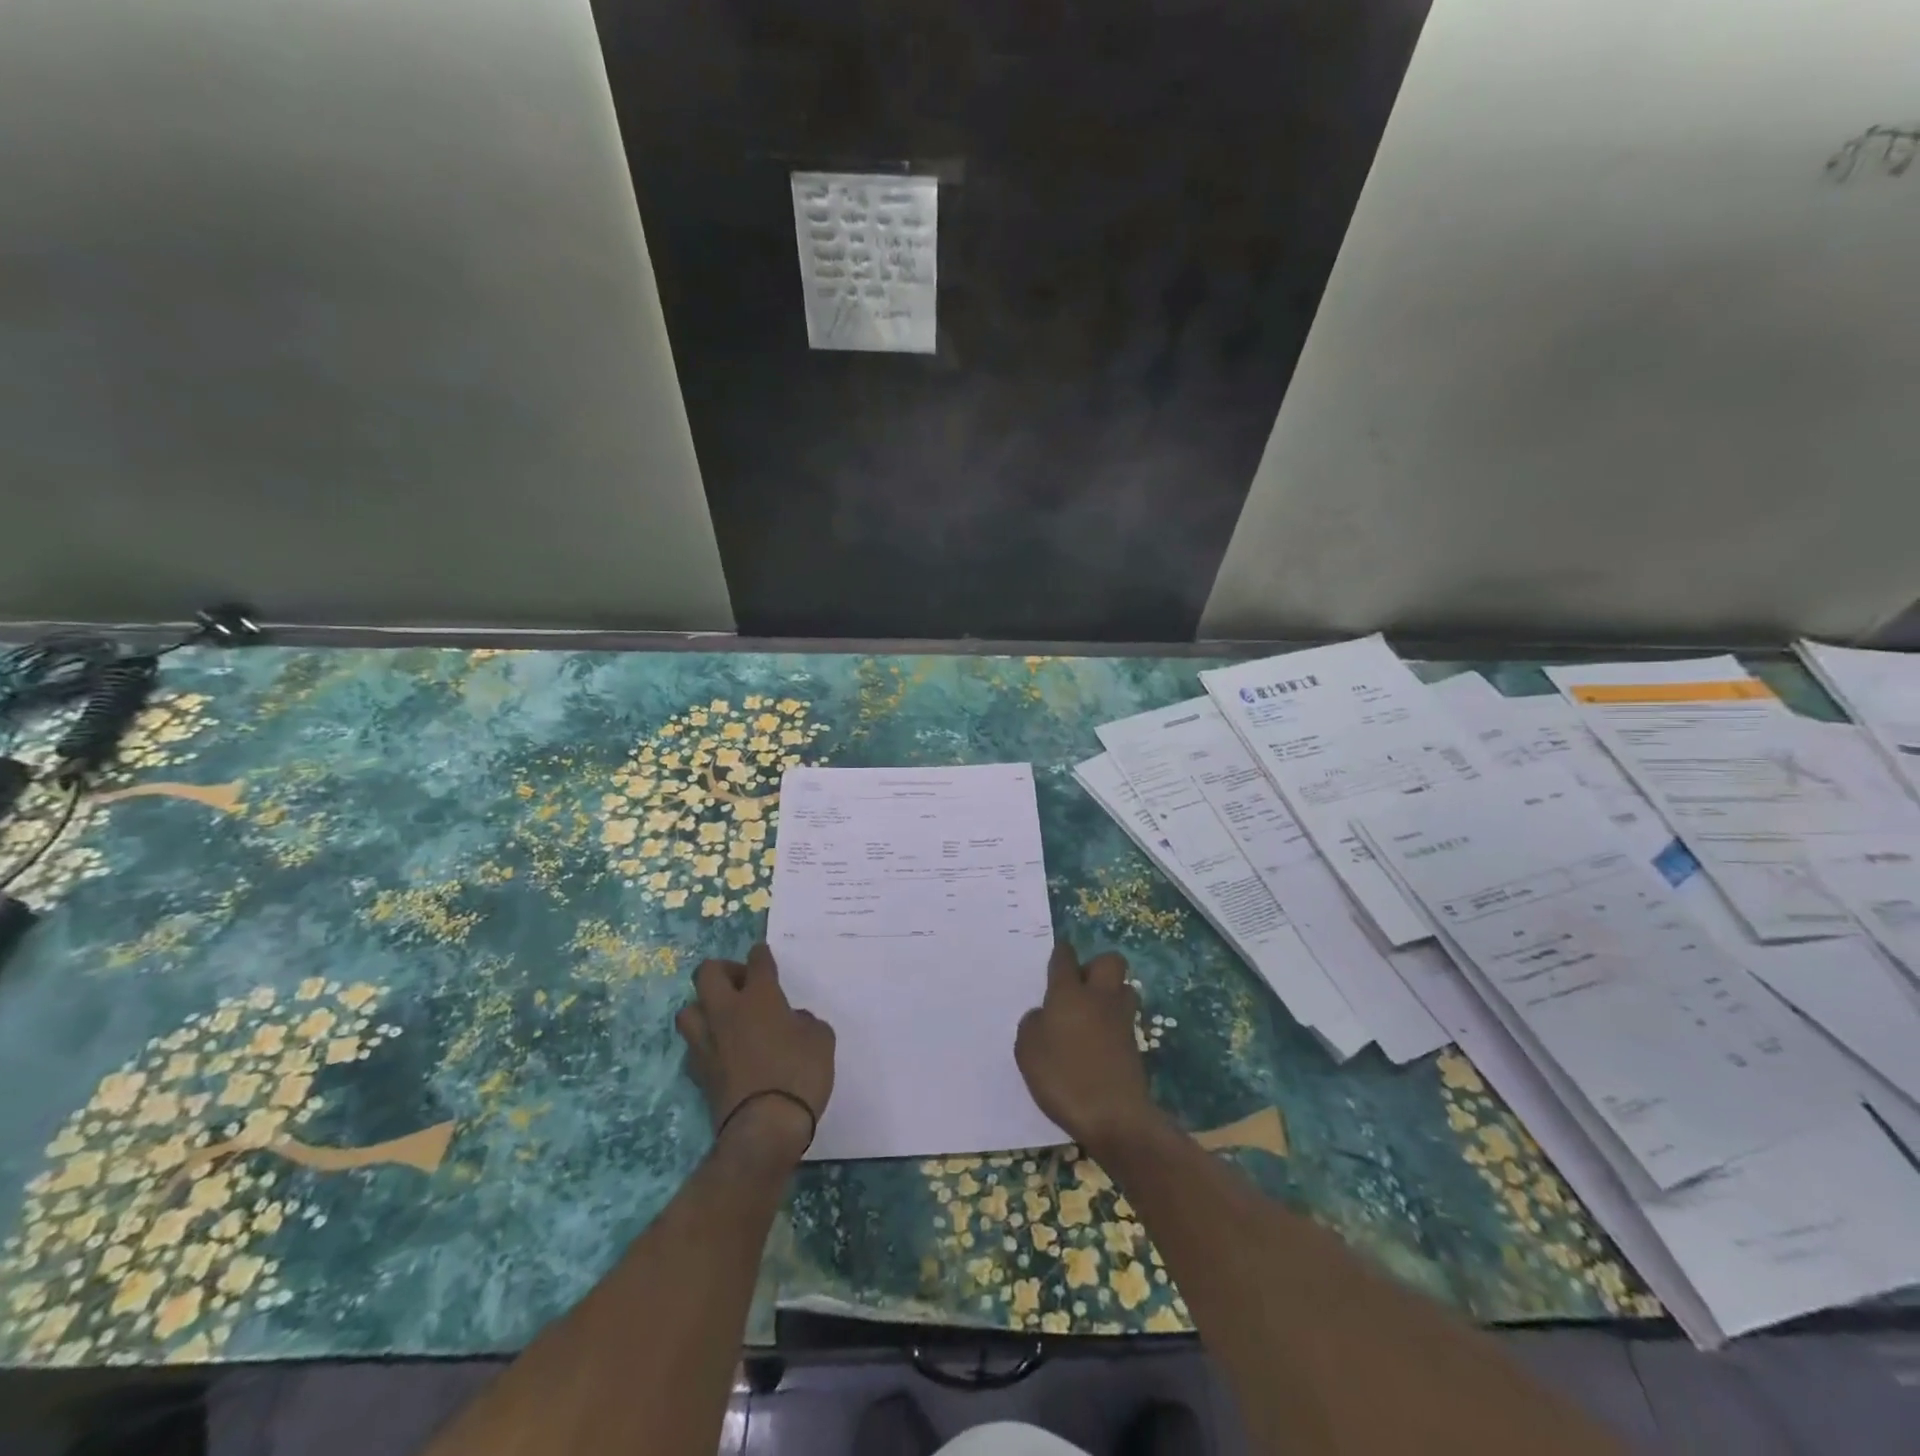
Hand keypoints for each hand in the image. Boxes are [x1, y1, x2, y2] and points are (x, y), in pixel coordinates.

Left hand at [677, 944, 834, 1167]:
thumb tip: (793, 1020)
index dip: (760, 954)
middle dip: (723, 970)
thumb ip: (806, 1022)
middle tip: (742, 984)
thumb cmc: (800, 1074)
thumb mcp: (821, 1040)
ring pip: (688, 1008)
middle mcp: (727, 1011)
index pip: (757, 962)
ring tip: (723, 1016)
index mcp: (760, 997)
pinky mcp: (698, 1071)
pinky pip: (693, 1044)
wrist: (764, 1128)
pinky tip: (720, 1049)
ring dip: (704, 1006)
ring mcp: (707, 1041)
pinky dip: (704, 1041)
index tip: (762, 954)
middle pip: (707, 973)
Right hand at [1015, 942, 1161, 1153]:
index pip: (1065, 958)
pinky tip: (1099, 1040)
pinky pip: (1126, 1019)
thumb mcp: (1027, 1051)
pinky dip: (1115, 1022)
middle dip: (1096, 966)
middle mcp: (1098, 997)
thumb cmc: (1063, 1077)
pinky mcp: (1135, 1044)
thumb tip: (1043, 1015)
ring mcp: (1121, 1020)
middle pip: (1109, 961)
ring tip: (1092, 1013)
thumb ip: (1032, 1024)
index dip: (1060, 953)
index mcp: (1068, 993)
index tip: (1057, 956)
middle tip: (1079, 987)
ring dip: (1111, 993)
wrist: (1114, 1116)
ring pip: (1124, 988)